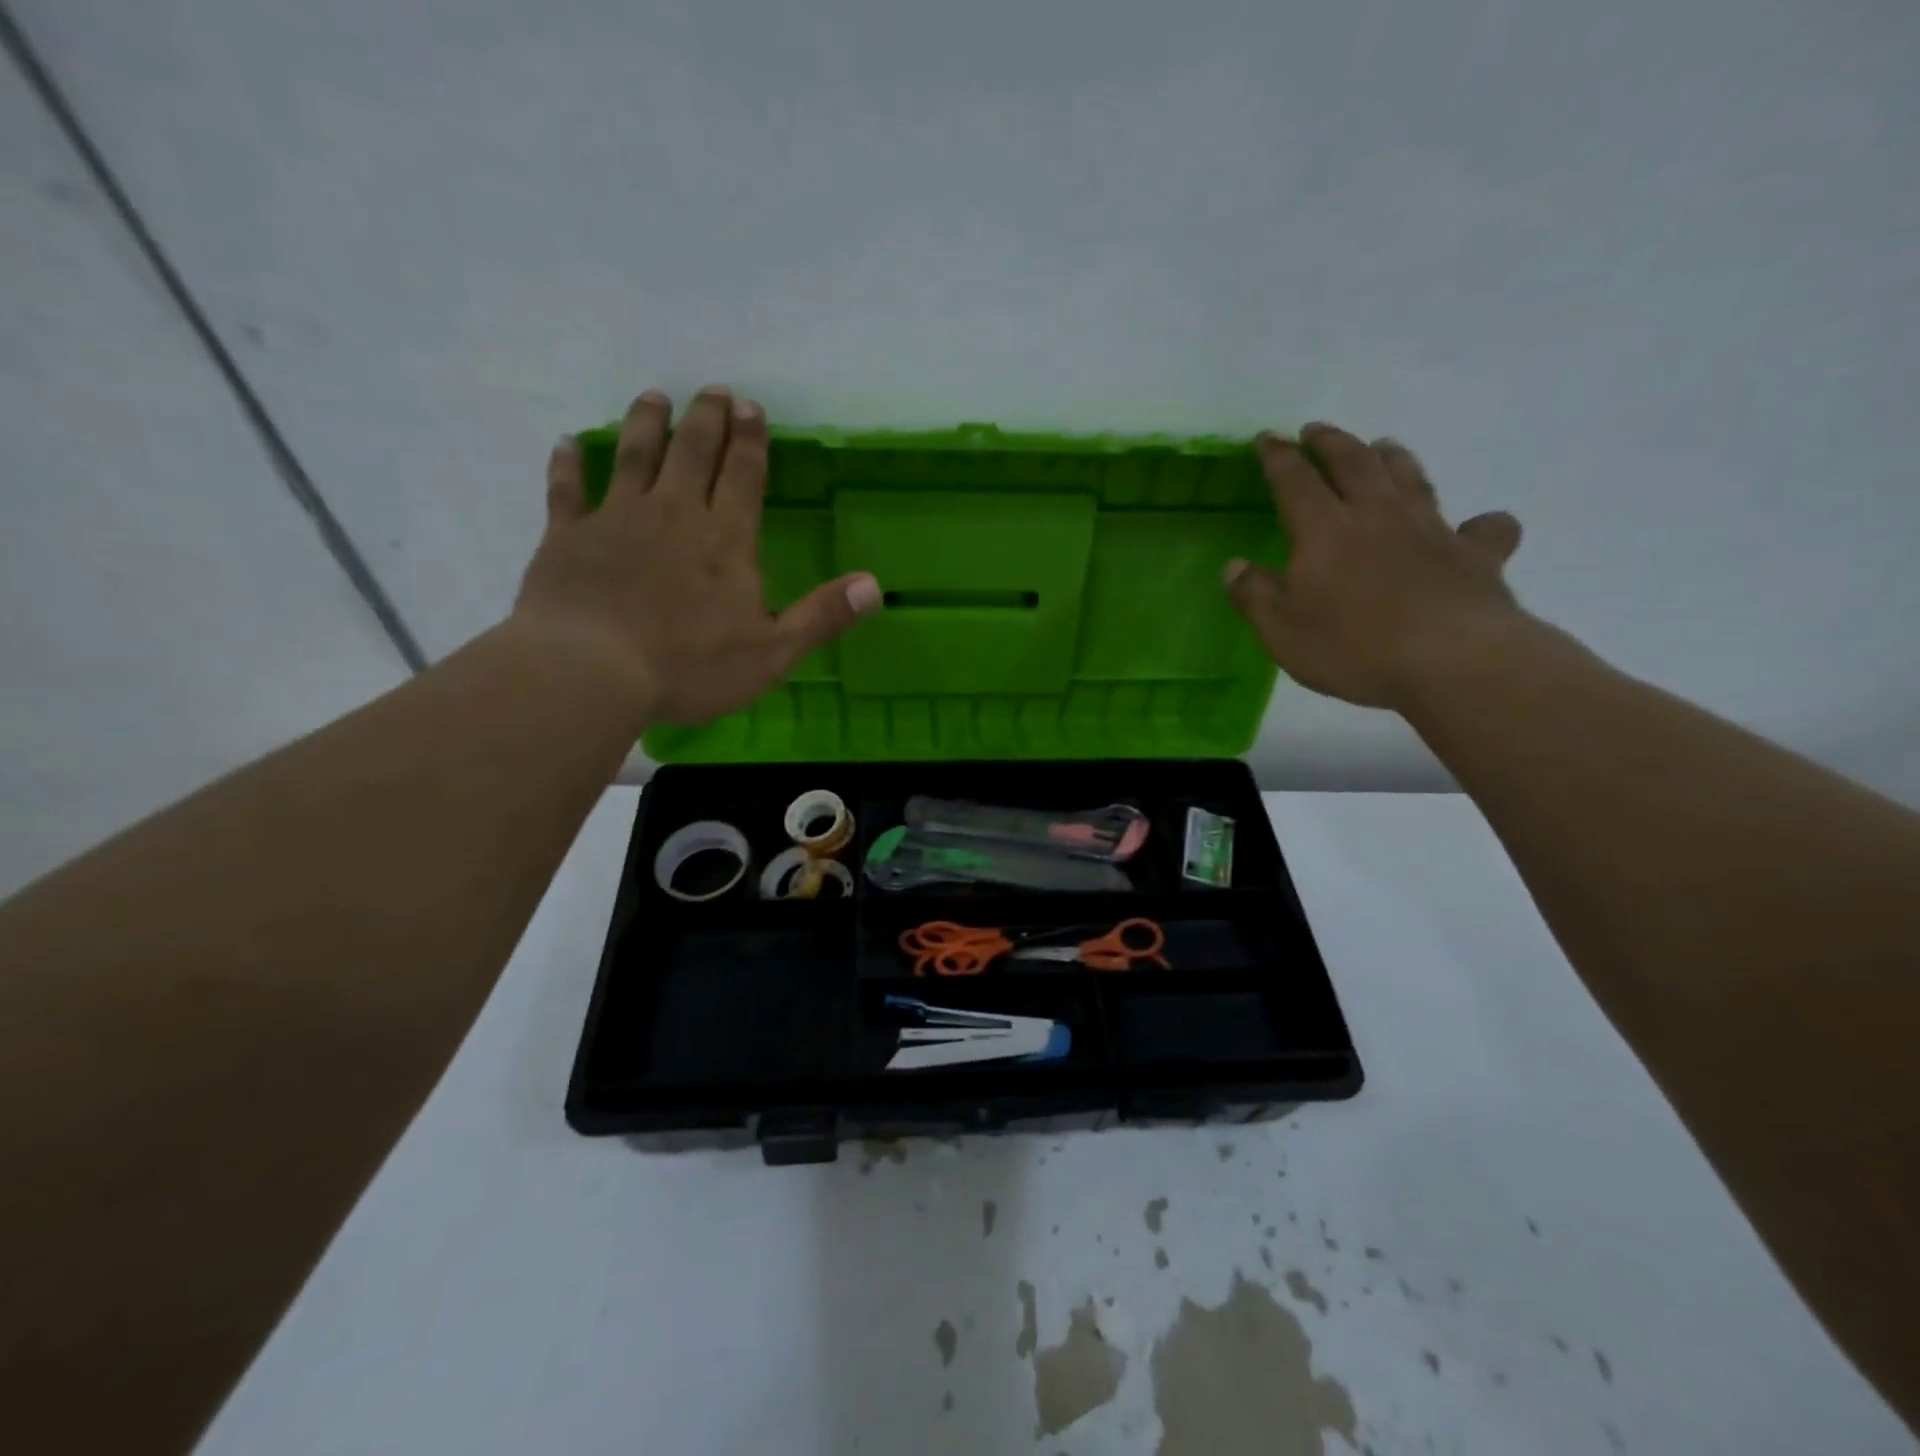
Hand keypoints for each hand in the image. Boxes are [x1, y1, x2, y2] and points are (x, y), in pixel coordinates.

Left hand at [513, 386, 880, 725]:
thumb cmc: (690, 666)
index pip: (743, 475)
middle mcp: (673, 514)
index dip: (751, 440)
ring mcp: (617, 519)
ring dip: (647, 423)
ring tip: (655, 397)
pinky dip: (568, 465)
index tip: (752, 407)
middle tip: (714, 390)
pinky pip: (567, 490)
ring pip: (634, 455)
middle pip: (692, 451)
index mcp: (725, 540)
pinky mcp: (568, 536)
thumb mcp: (772, 652)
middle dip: (707, 418)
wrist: (591, 672)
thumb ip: (822, 616)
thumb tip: (875, 586)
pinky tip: (568, 444)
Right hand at [1225, 423, 1525, 710]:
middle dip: (1332, 442)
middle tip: (1316, 430)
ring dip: (1393, 458)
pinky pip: (1483, 528)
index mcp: (1325, 531)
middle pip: (1354, 463)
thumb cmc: (1353, 647)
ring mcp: (1432, 529)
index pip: (1295, 481)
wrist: (1450, 660)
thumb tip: (1234, 566)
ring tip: (1383, 446)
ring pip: (1411, 478)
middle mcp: (1378, 516)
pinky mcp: (1476, 554)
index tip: (1267, 438)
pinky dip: (1480, 522)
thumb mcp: (1282, 631)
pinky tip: (1477, 525)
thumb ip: (1255, 596)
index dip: (1278, 457)